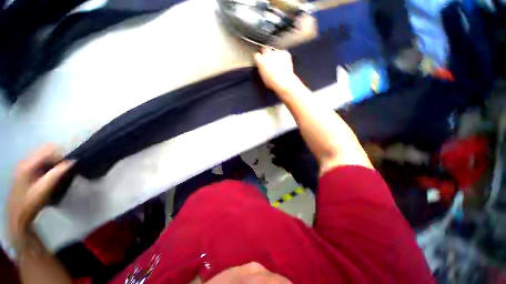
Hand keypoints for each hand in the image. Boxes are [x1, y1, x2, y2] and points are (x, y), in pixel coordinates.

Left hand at [7, 145, 73, 250]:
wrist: (18, 214)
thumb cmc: (31, 201)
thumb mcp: (44, 188)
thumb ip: (57, 173)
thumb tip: (73, 161)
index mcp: (29, 163)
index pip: (49, 149)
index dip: (62, 154)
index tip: (72, 163)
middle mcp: (26, 160)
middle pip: (46, 150)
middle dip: (59, 156)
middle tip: (68, 166)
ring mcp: (25, 165)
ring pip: (44, 155)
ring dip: (55, 160)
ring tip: (62, 170)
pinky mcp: (27, 169)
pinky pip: (42, 161)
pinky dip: (50, 164)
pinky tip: (53, 173)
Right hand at [254, 48, 298, 92]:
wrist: (284, 82)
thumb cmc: (273, 82)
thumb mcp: (263, 77)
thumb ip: (261, 68)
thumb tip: (261, 66)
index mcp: (260, 61)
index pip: (257, 55)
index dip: (259, 58)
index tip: (260, 60)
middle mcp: (267, 54)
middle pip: (265, 49)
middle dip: (266, 53)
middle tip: (269, 60)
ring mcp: (276, 52)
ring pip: (275, 50)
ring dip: (275, 55)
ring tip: (277, 63)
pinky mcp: (285, 53)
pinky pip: (283, 52)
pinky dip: (283, 56)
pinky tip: (283, 63)